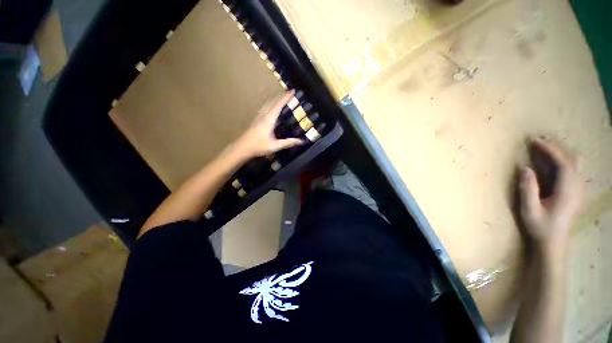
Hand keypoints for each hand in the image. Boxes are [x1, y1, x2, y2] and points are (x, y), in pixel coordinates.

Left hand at [231, 90, 302, 159]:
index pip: (278, 105)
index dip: (286, 97)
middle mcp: (264, 115)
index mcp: (269, 120)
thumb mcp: (275, 146)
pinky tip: (271, 106)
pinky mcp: (256, 119)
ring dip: (276, 98)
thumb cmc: (258, 146)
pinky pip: (265, 107)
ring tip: (282, 96)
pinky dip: (271, 103)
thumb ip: (288, 143)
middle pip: (273, 101)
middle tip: (290, 92)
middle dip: (282, 95)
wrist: (242, 148)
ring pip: (268, 103)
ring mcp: (259, 116)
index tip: (292, 91)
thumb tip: (301, 141)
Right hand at [518, 138, 584, 257]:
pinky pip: (575, 171)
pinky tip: (554, 164)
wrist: (552, 243)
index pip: (563, 163)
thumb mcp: (529, 210)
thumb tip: (525, 168)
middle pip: (572, 161)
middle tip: (537, 144)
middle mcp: (577, 188)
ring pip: (576, 165)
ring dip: (561, 155)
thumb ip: (528, 189)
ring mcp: (579, 191)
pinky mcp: (577, 194)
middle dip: (556, 149)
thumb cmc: (540, 227)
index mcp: (567, 192)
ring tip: (544, 151)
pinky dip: (564, 162)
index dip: (550, 150)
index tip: (535, 142)